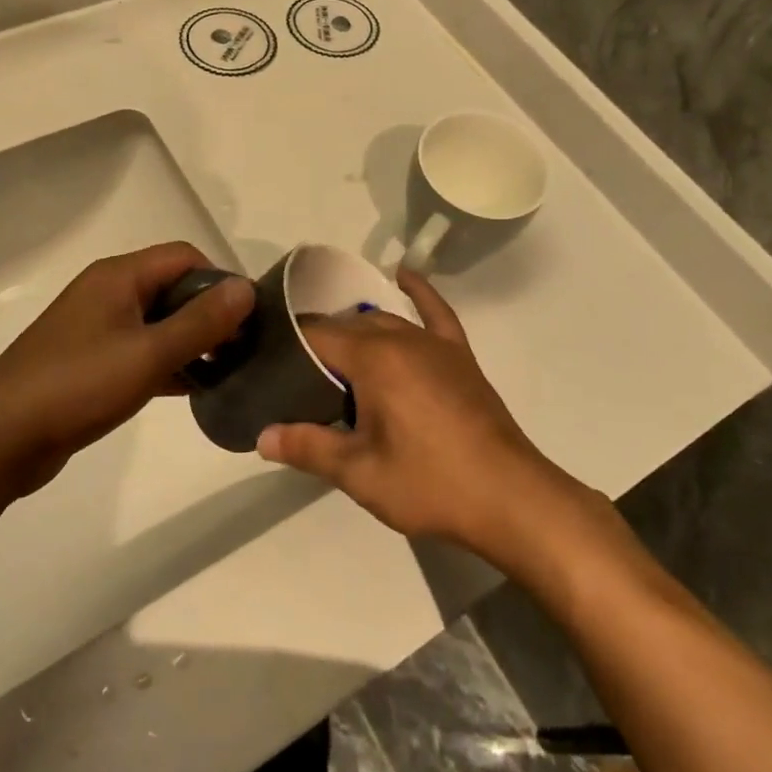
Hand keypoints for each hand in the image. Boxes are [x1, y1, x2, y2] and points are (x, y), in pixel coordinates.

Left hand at [0, 242, 252, 495]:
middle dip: (209, 313)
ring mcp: (97, 328)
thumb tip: (247, 288)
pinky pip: (141, 351)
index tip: (246, 319)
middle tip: (241, 349)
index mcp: (119, 276)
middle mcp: (108, 293)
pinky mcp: (91, 362)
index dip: (220, 281)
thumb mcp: (149, 353)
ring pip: (159, 322)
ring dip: (191, 341)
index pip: (185, 257)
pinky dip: (168, 364)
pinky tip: (194, 390)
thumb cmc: (77, 385)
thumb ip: (201, 321)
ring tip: (227, 371)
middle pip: (173, 287)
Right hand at [257, 270, 565, 553]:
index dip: (288, 347)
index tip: (267, 364)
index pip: (315, 336)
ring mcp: (434, 343)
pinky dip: (418, 292)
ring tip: (331, 359)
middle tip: (296, 378)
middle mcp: (401, 337)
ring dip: (355, 332)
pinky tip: (404, 275)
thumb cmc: (429, 483)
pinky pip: (435, 312)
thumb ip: (309, 448)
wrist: (509, 496)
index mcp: (373, 358)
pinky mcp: (459, 355)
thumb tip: (262, 436)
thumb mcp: (360, 473)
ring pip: (382, 320)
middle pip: (346, 327)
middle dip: (318, 345)